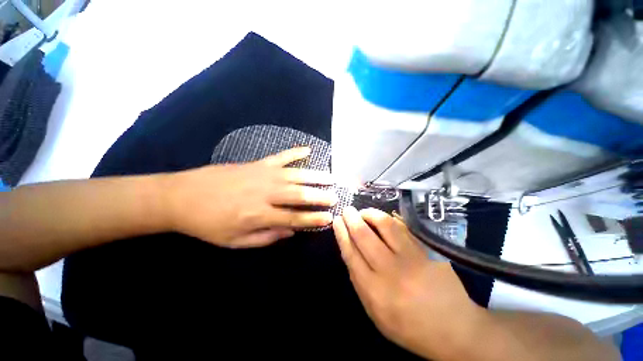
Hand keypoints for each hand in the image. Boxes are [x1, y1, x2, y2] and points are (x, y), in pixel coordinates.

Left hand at [166, 147, 336, 246]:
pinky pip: (281, 156)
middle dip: (320, 197)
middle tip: (336, 197)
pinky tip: (309, 149)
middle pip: (299, 194)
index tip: (329, 218)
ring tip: (331, 177)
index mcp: (258, 215)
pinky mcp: (257, 163)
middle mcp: (265, 193)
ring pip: (296, 175)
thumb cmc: (208, 224)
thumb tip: (290, 231)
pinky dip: (296, 152)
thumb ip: (266, 237)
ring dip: (316, 176)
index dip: (313, 219)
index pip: (294, 218)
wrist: (181, 196)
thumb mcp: (234, 241)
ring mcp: (263, 174)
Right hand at [333, 207, 483, 359]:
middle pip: (364, 236)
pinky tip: (383, 217)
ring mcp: (412, 259)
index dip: (342, 233)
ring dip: (370, 214)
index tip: (337, 221)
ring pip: (385, 226)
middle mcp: (391, 272)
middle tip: (347, 210)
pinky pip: (404, 228)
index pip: (351, 253)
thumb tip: (350, 251)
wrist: (454, 330)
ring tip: (364, 212)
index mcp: (375, 291)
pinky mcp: (427, 251)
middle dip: (352, 218)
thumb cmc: (409, 326)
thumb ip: (359, 281)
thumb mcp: (376, 312)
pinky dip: (390, 219)